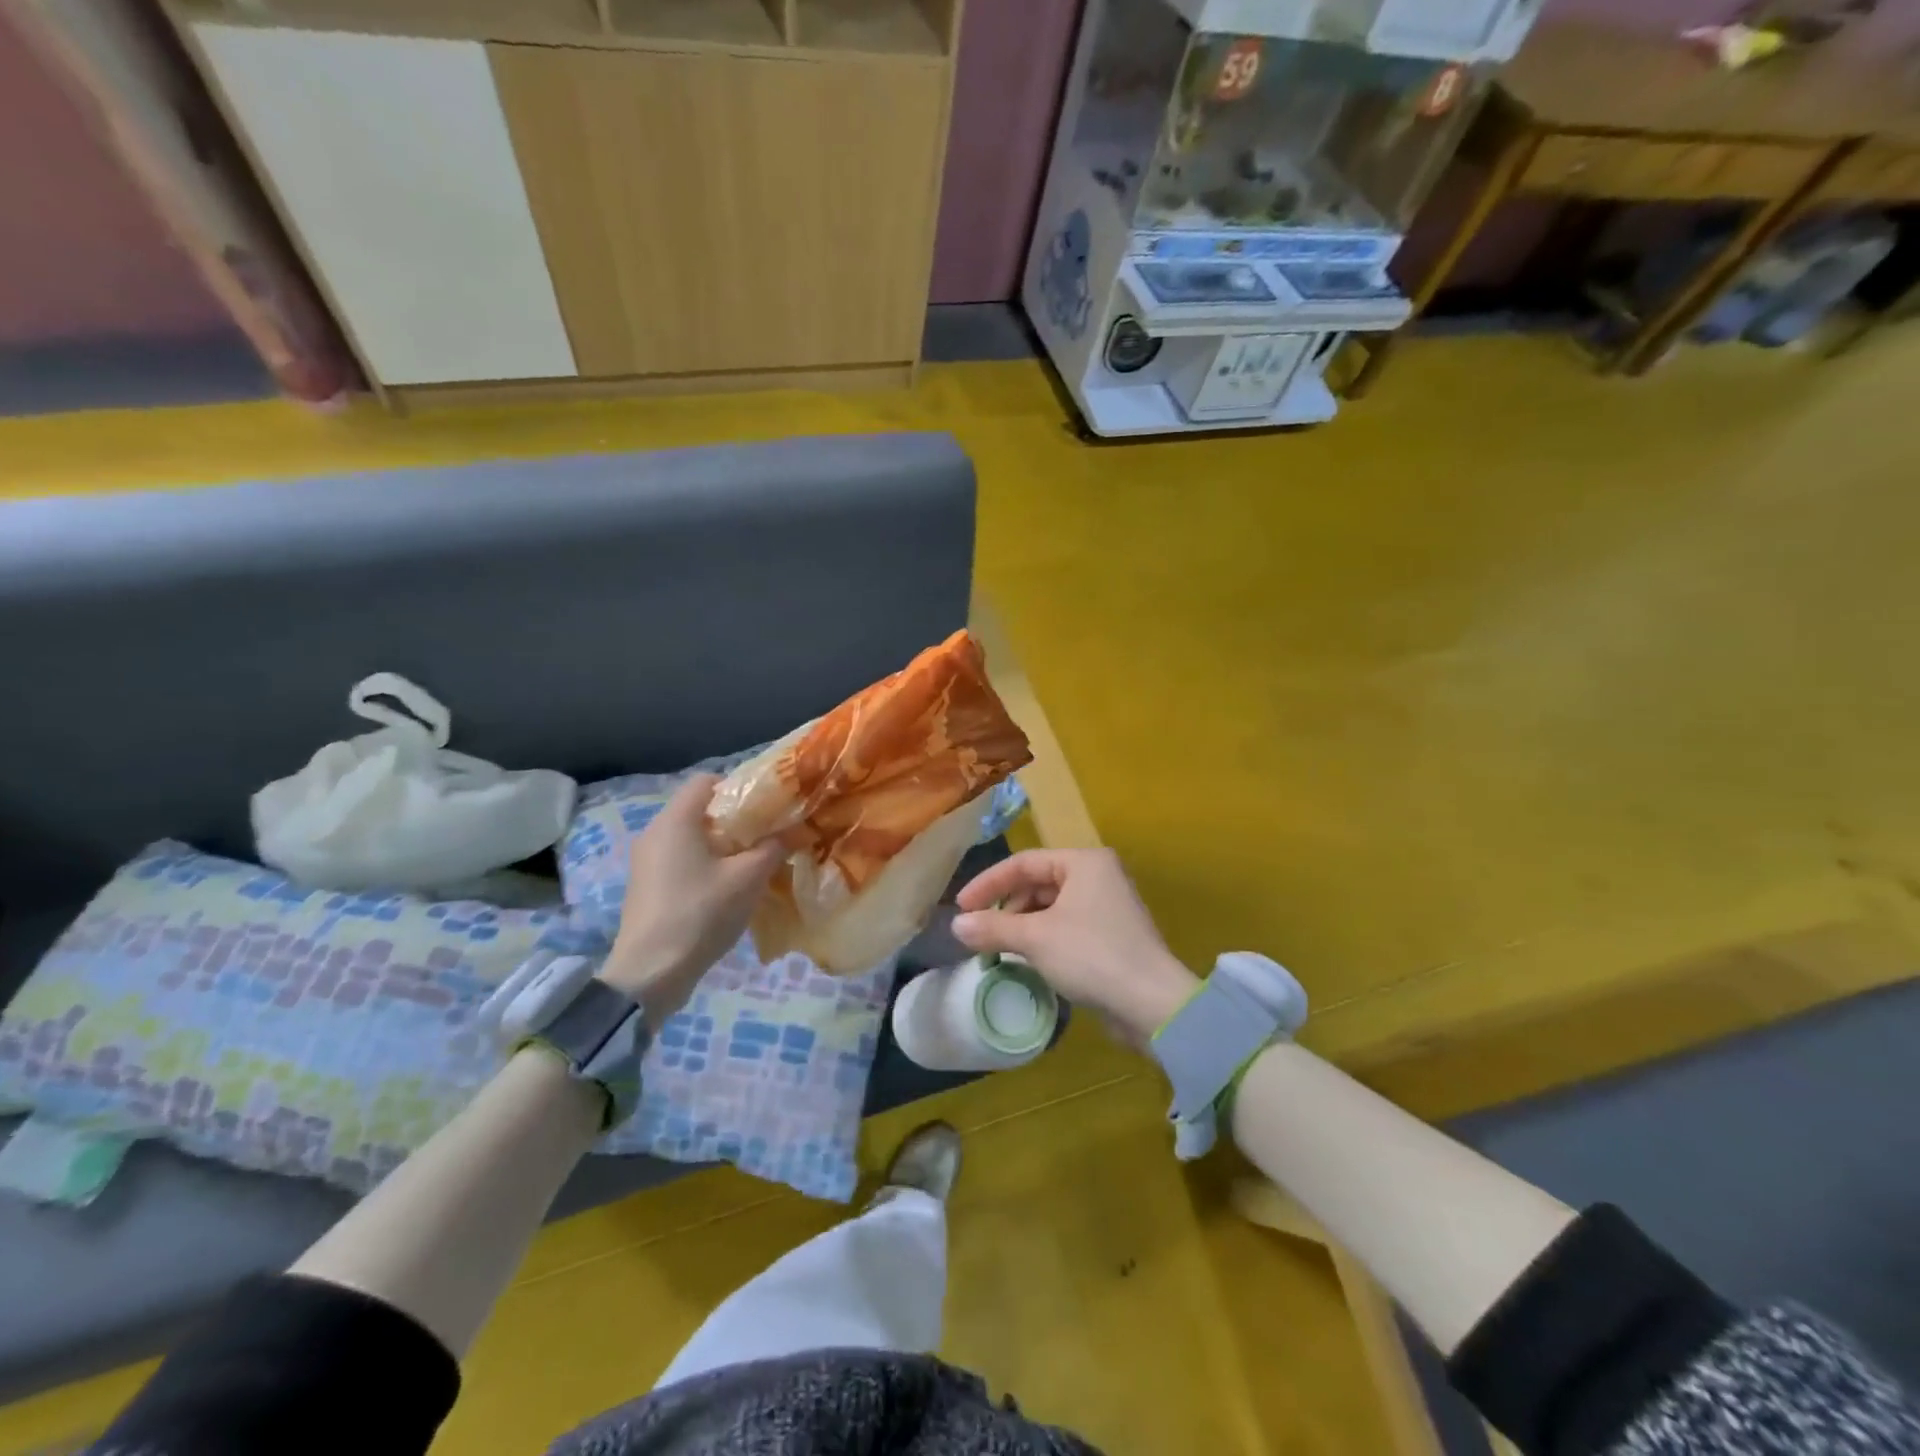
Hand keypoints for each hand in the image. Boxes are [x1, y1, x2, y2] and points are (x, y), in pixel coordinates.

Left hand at [601, 774, 784, 1025]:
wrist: (650, 973)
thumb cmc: (701, 912)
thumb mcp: (748, 878)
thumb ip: (773, 847)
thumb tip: (794, 831)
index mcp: (676, 820)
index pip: (706, 781)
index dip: (739, 787)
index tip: (766, 807)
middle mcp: (655, 833)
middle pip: (699, 810)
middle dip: (735, 820)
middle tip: (767, 836)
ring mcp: (646, 863)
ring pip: (691, 838)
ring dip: (722, 846)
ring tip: (752, 865)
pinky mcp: (646, 888)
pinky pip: (680, 861)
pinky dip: (705, 866)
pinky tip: (727, 889)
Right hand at [950, 848, 1198, 1048]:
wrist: (1152, 1005)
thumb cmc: (1092, 956)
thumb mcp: (1035, 939)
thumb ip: (993, 927)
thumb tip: (956, 925)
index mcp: (1084, 862)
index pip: (1024, 862)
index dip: (988, 883)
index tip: (961, 908)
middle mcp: (1098, 876)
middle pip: (1038, 883)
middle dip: (1007, 907)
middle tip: (980, 933)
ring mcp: (1107, 906)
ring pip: (1051, 907)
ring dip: (1023, 926)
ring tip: (1000, 949)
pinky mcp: (1111, 936)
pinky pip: (1065, 927)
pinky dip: (1043, 938)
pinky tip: (1028, 960)